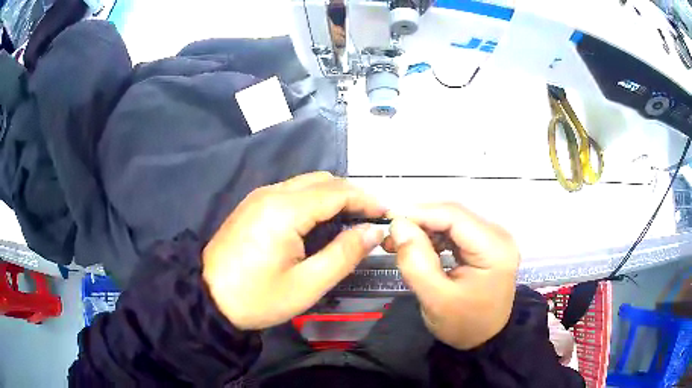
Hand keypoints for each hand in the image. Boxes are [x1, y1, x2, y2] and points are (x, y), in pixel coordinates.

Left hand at [202, 172, 385, 329]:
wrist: (208, 298)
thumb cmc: (257, 298)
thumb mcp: (307, 285)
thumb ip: (344, 254)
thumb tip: (373, 231)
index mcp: (285, 210)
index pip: (337, 192)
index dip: (366, 199)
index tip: (387, 212)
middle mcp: (272, 193)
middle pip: (322, 181)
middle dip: (351, 195)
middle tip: (370, 219)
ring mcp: (259, 197)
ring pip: (306, 184)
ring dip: (332, 196)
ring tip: (351, 221)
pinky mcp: (252, 205)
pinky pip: (291, 192)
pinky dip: (313, 200)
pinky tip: (320, 222)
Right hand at [383, 204, 519, 349]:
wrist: (484, 340)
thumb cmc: (463, 324)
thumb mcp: (436, 299)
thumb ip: (416, 262)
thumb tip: (397, 225)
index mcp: (494, 248)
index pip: (454, 216)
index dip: (419, 213)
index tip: (388, 219)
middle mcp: (498, 235)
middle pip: (454, 216)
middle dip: (419, 222)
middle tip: (389, 235)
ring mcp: (493, 239)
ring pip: (452, 222)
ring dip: (424, 229)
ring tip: (398, 243)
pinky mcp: (485, 246)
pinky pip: (455, 233)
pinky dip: (434, 237)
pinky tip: (417, 247)